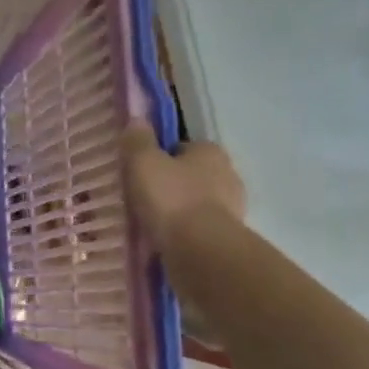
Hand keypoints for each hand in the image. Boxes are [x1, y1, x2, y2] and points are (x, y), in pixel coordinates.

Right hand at [121, 124, 245, 251]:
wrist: (202, 250)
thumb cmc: (172, 199)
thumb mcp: (143, 163)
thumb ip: (138, 141)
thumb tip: (136, 118)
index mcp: (210, 151)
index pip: (182, 147)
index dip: (159, 157)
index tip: (140, 172)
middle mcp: (228, 174)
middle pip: (191, 174)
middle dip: (170, 184)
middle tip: (142, 197)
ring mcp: (232, 207)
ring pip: (196, 202)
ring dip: (178, 209)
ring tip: (151, 222)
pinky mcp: (228, 236)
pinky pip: (199, 227)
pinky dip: (184, 231)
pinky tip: (165, 240)